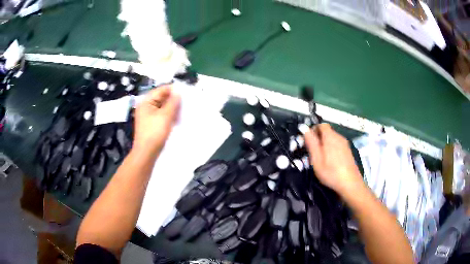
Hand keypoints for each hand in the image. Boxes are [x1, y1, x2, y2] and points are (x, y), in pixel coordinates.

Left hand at [133, 85, 179, 156]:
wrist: (146, 153)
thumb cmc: (155, 133)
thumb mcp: (165, 116)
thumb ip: (173, 102)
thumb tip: (178, 91)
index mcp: (146, 101)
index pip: (161, 89)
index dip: (173, 90)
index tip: (185, 93)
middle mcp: (146, 106)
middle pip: (161, 97)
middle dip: (173, 100)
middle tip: (185, 104)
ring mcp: (148, 115)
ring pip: (162, 107)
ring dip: (172, 108)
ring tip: (181, 112)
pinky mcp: (151, 123)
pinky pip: (161, 114)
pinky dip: (168, 115)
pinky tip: (176, 119)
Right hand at [304, 124, 363, 194]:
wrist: (350, 183)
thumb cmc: (331, 172)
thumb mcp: (316, 159)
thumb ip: (311, 143)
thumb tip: (304, 128)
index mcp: (330, 137)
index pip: (321, 125)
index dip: (313, 130)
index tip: (308, 141)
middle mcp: (339, 137)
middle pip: (327, 132)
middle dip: (319, 138)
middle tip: (313, 152)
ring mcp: (345, 144)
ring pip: (332, 138)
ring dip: (325, 144)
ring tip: (321, 158)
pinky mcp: (348, 151)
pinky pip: (337, 145)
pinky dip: (332, 149)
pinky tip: (331, 161)